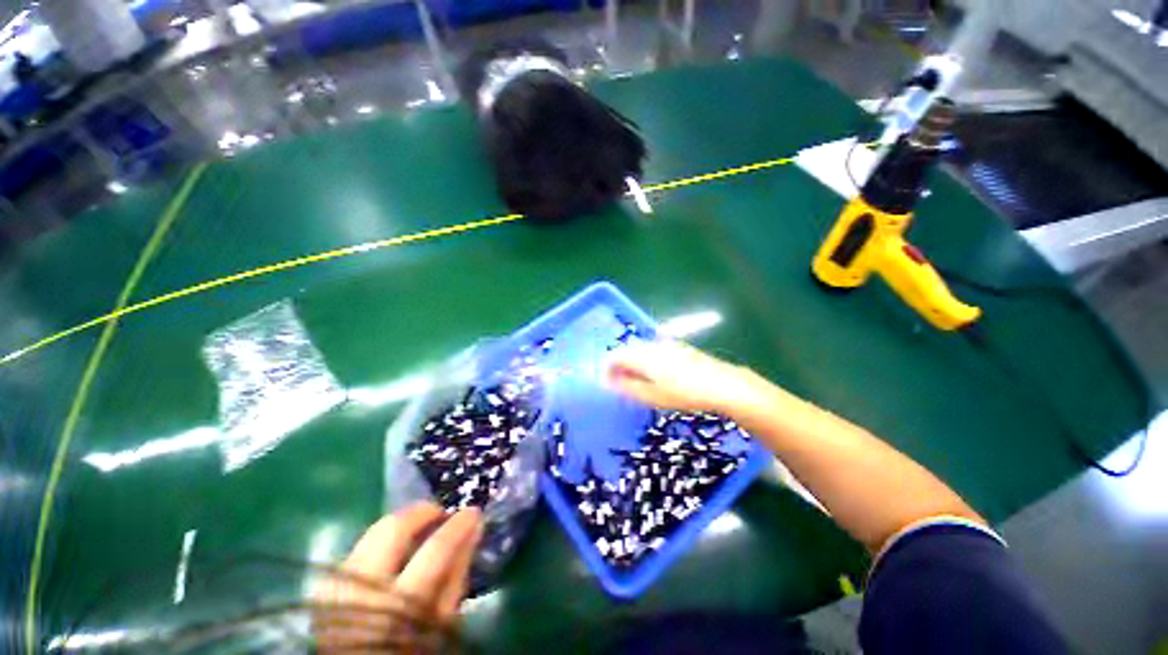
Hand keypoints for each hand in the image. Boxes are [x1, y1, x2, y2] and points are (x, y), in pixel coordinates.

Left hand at [313, 503, 482, 651]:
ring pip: (371, 532)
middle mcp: (363, 592)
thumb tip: (473, 528)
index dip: (458, 525)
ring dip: (401, 523)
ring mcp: (338, 588)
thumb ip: (457, 574)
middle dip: (421, 512)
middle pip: (392, 530)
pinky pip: (358, 547)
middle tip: (440, 513)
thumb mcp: (442, 622)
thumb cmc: (411, 648)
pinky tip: (394, 547)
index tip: (472, 512)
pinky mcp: (324, 587)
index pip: (435, 550)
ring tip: (419, 527)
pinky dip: (381, 539)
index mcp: (400, 607)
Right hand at [606, 340, 762, 414]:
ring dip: (634, 365)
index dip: (607, 370)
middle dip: (620, 367)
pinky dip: (648, 363)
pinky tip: (657, 377)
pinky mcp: (678, 347)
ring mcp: (666, 344)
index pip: (614, 356)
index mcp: (642, 355)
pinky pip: (654, 351)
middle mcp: (651, 345)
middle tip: (622, 387)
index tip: (607, 385)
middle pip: (627, 351)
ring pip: (641, 351)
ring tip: (639, 384)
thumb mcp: (652, 396)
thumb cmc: (684, 393)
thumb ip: (627, 387)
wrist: (722, 385)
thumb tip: (608, 382)